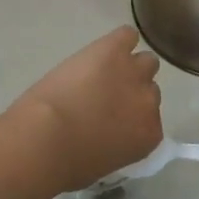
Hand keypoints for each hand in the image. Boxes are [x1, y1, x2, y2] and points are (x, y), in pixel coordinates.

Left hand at [11, 26, 162, 191]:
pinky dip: (119, 40)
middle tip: (106, 95)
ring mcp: (133, 72)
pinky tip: (103, 48)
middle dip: (131, 91)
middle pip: (150, 89)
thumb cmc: (68, 163)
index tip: (115, 118)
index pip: (151, 118)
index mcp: (149, 135)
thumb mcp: (103, 163)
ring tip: (105, 70)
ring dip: (128, 66)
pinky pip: (127, 35)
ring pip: (145, 61)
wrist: (46, 137)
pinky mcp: (114, 49)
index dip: (132, 116)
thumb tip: (109, 136)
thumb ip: (117, 145)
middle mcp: (149, 102)